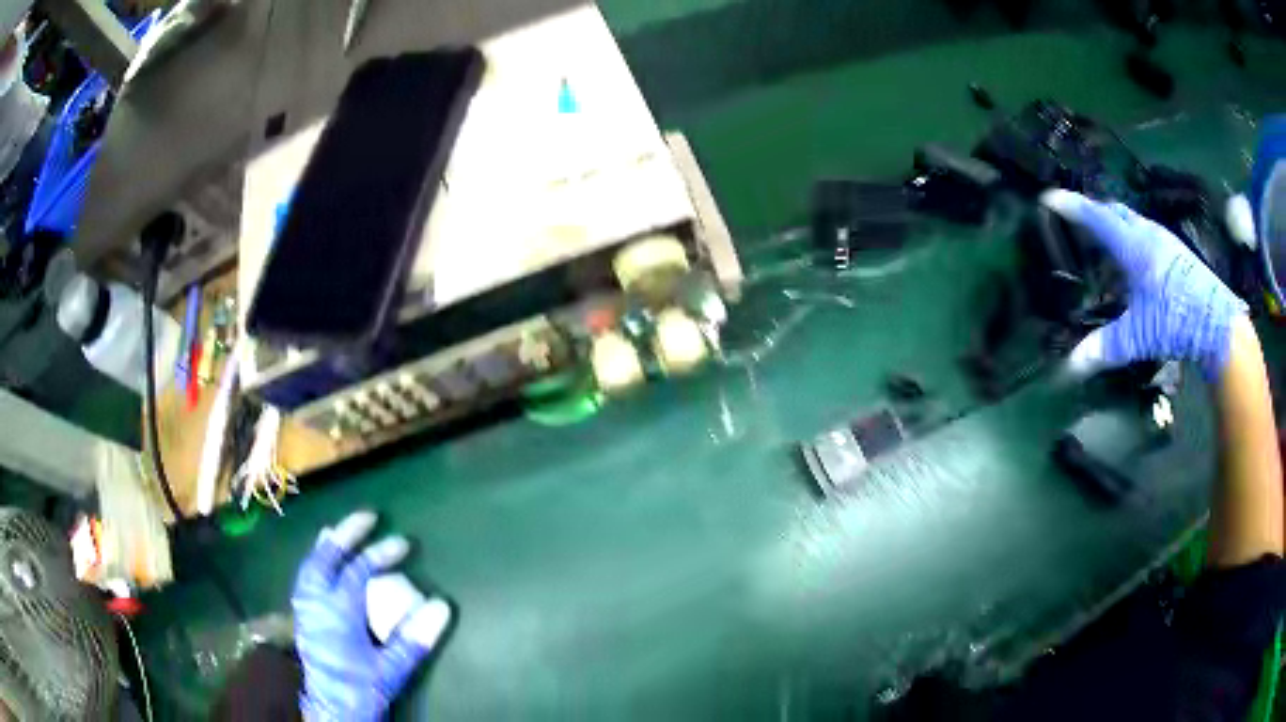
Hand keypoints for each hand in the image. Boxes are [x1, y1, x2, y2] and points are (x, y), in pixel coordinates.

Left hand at [292, 511, 451, 720]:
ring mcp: (305, 608)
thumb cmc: (362, 688)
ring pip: (311, 565)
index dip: (381, 554)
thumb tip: (441, 605)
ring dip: (327, 545)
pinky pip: (306, 577)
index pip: (358, 571)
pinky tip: (321, 562)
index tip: (404, 544)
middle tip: (367, 516)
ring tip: (339, 531)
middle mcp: (315, 602)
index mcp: (337, 611)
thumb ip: (414, 638)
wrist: (332, 709)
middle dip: (346, 534)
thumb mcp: (392, 668)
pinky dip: (315, 561)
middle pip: (326, 558)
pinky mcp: (302, 617)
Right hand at [1041, 189, 1247, 378]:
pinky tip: (1134, 257)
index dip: (1072, 207)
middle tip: (1078, 220)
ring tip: (1105, 238)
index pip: (1096, 217)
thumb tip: (1069, 368)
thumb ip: (1105, 347)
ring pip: (1132, 219)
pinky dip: (1131, 234)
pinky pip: (1146, 231)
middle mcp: (1147, 233)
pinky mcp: (1176, 250)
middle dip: (1094, 211)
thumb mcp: (1138, 336)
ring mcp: (1164, 239)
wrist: (1215, 322)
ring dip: (1115, 222)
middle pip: (1114, 210)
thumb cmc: (1174, 321)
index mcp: (1133, 246)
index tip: (1050, 198)